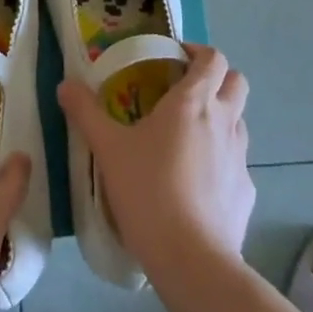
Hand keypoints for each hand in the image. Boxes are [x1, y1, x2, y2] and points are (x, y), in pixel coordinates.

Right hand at [57, 44, 254, 280]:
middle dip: (217, 79)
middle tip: (185, 92)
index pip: (213, 58)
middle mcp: (224, 121)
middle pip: (237, 82)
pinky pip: (237, 164)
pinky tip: (197, 184)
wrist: (191, 259)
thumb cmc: (148, 190)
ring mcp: (241, 158)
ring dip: (220, 118)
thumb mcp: (108, 148)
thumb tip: (65, 84)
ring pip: (239, 122)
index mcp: (193, 102)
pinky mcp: (247, 192)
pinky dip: (221, 162)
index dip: (198, 52)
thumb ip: (86, 112)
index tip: (175, 58)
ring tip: (188, 138)